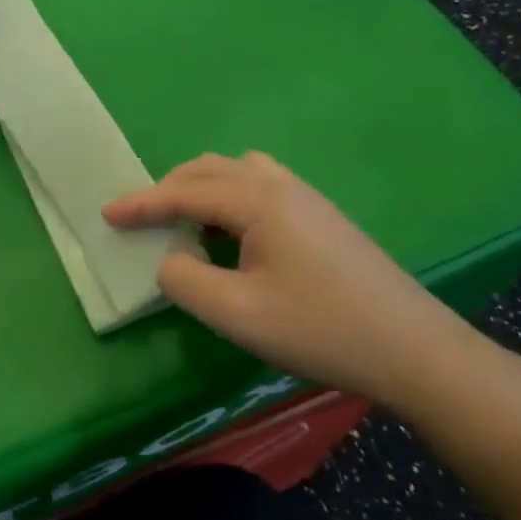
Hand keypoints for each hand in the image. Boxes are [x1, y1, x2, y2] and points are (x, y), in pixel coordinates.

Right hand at [104, 152, 476, 406]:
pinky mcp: (321, 216)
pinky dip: (229, 196)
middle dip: (168, 189)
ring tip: (184, 222)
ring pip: (236, 172)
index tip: (106, 214)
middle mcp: (279, 185)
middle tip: (141, 219)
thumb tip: (171, 260)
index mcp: (257, 201)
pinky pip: (260, 185)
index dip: (141, 203)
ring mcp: (306, 197)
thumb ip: (186, 282)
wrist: (414, 349)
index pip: (184, 192)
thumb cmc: (320, 329)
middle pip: (208, 170)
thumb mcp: (237, 315)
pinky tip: (232, 233)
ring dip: (200, 188)